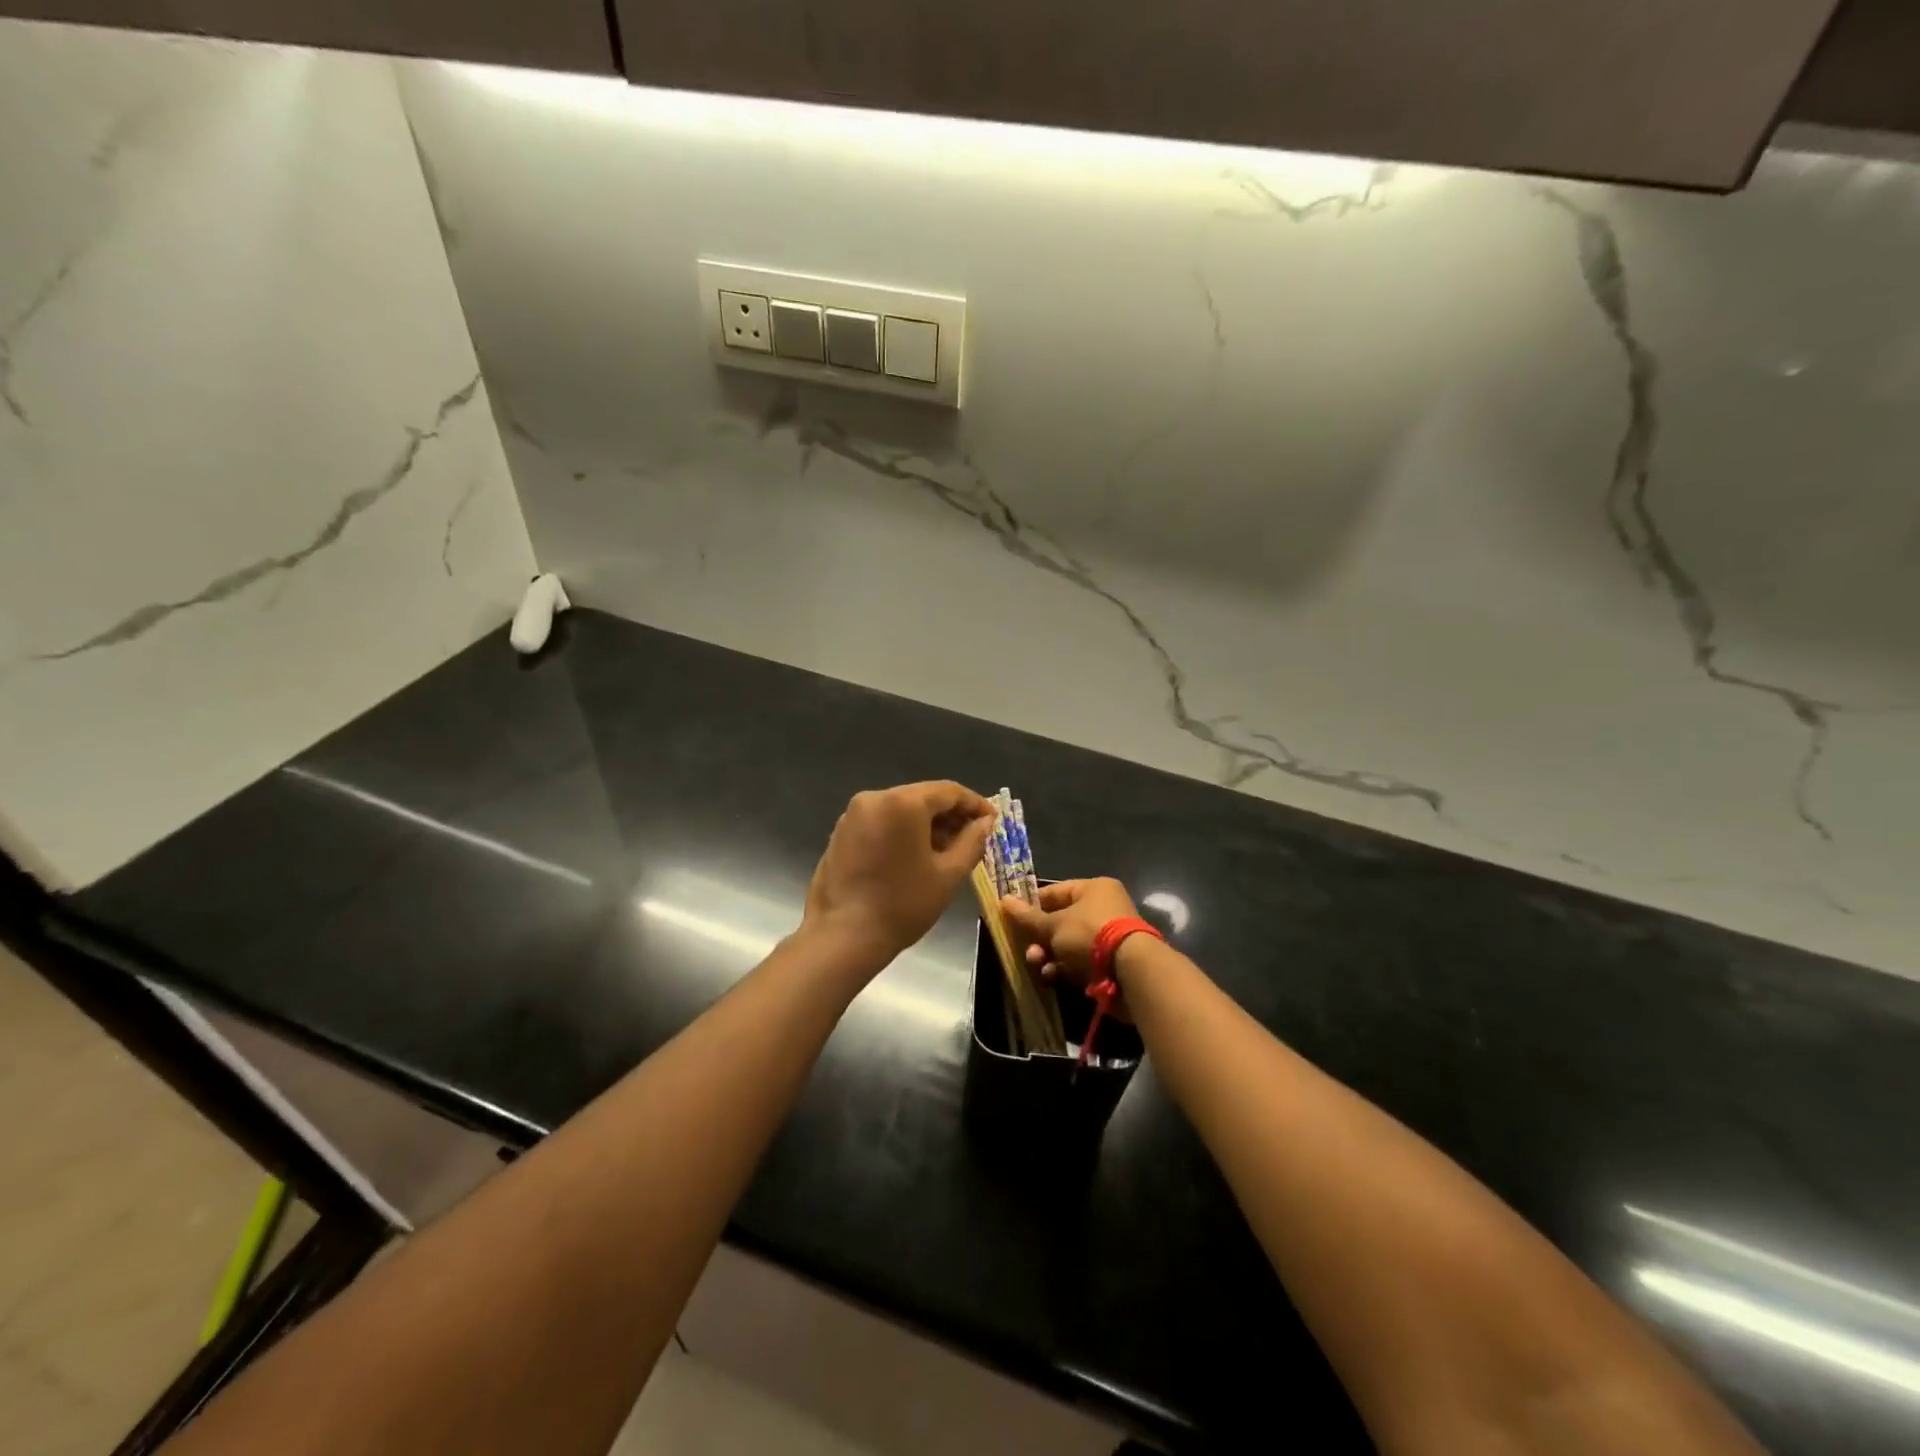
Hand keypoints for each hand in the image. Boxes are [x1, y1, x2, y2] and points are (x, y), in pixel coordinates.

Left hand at [803, 782, 994, 962]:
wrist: (843, 937)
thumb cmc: (903, 904)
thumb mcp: (948, 875)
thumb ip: (972, 842)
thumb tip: (985, 822)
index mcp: (902, 802)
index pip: (948, 791)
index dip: (974, 804)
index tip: (992, 821)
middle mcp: (874, 798)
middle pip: (922, 797)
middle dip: (950, 815)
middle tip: (973, 838)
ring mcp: (853, 815)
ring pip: (900, 809)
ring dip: (926, 824)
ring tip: (947, 850)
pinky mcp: (841, 833)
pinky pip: (881, 822)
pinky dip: (902, 832)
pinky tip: (915, 856)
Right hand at [999, 877, 1139, 991]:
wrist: (1130, 973)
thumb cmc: (1090, 935)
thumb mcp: (1054, 925)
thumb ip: (1028, 917)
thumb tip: (1003, 900)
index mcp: (1094, 889)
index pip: (1055, 892)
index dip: (1032, 905)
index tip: (1013, 918)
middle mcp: (1103, 908)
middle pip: (1060, 922)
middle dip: (1040, 938)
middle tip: (1028, 950)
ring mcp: (1108, 937)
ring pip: (1068, 944)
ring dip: (1049, 955)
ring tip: (1038, 965)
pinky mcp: (1110, 962)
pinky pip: (1080, 962)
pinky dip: (1064, 969)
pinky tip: (1051, 976)